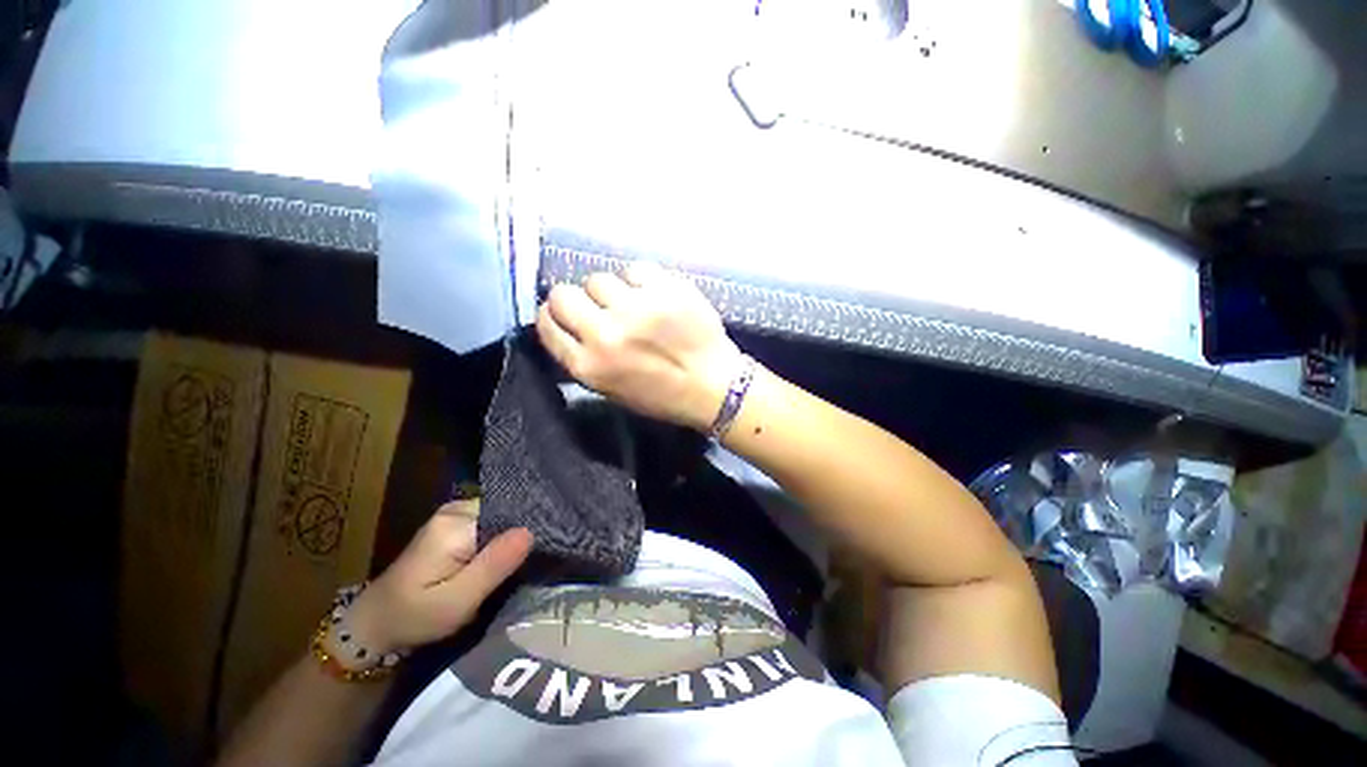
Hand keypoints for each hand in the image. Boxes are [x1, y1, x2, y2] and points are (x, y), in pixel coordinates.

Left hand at [345, 500, 531, 654]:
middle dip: (520, 533)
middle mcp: (456, 509)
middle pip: (505, 511)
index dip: (529, 526)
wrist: (373, 623)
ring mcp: (453, 514)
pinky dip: (499, 540)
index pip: (509, 510)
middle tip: (536, 559)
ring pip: (499, 518)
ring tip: (524, 559)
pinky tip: (505, 557)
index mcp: (456, 522)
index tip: (547, 546)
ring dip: (511, 538)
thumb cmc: (414, 616)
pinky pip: (489, 524)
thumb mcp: (458, 600)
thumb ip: (494, 565)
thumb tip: (531, 531)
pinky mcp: (453, 525)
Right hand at [535, 262, 742, 430]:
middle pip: (563, 293)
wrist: (714, 387)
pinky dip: (642, 281)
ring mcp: (637, 308)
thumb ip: (584, 356)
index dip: (553, 315)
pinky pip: (636, 269)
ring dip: (612, 291)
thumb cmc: (663, 395)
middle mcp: (606, 334)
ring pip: (600, 278)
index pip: (547, 323)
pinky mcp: (665, 289)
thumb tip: (566, 322)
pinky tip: (655, 296)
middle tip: (599, 307)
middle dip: (576, 298)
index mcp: (589, 366)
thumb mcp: (612, 388)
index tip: (565, 314)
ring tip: (634, 305)